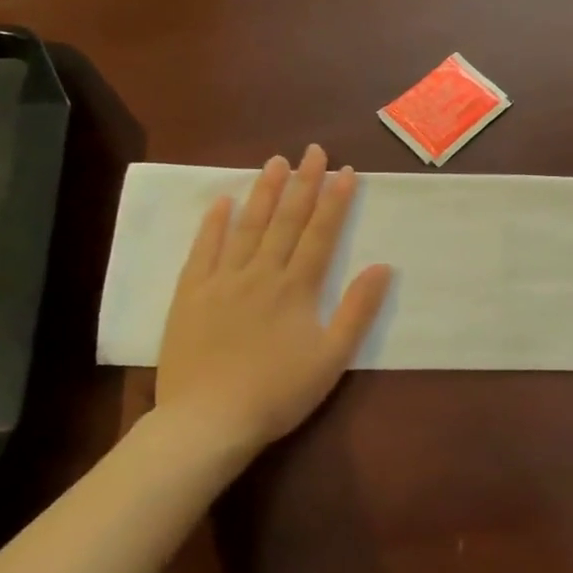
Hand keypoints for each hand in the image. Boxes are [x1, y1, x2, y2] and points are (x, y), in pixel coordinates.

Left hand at [156, 145, 391, 456]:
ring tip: (275, 163)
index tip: (346, 170)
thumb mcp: (332, 357)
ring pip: (247, 226)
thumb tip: (382, 266)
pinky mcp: (190, 295)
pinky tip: (222, 201)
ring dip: (263, 192)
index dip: (335, 200)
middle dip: (303, 183)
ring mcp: (221, 281)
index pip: (321, 233)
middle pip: (286, 220)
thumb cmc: (278, 392)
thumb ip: (357, 310)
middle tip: (313, 151)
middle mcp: (260, 273)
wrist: (207, 421)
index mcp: (296, 288)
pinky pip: (203, 250)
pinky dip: (214, 224)